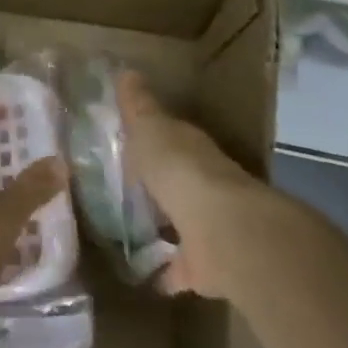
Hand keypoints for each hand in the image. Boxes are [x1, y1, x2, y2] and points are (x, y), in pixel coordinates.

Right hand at [118, 71, 263, 298]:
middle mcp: (204, 183)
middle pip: (178, 178)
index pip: (171, 136)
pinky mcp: (205, 265)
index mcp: (190, 148)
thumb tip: (127, 71)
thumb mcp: (150, 129)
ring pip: (182, 219)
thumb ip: (138, 106)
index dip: (152, 134)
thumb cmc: (180, 169)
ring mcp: (207, 225)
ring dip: (165, 223)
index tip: (128, 137)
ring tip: (130, 228)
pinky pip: (180, 266)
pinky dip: (167, 271)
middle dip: (160, 180)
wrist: (222, 231)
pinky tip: (144, 276)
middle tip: (125, 183)